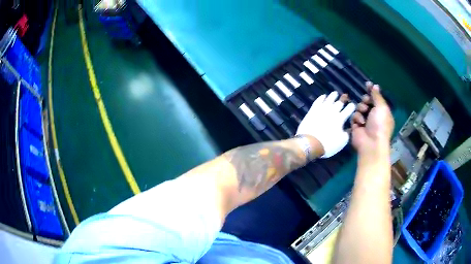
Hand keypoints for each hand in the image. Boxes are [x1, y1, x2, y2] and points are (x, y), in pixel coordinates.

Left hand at [296, 91, 354, 157]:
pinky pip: (318, 101)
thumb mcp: (341, 142)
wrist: (309, 143)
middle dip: (343, 99)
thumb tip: (347, 129)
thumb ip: (346, 134)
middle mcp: (332, 111)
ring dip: (333, 96)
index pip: (348, 110)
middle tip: (345, 96)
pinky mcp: (312, 110)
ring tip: (335, 93)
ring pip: (329, 99)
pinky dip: (321, 97)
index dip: (351, 107)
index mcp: (340, 119)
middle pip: (339, 103)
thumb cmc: (328, 145)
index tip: (353, 105)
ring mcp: (321, 109)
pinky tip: (323, 96)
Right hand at [351, 82, 393, 155]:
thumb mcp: (381, 107)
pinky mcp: (357, 126)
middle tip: (367, 102)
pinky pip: (354, 116)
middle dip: (366, 100)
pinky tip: (360, 123)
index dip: (372, 91)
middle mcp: (374, 116)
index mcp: (383, 112)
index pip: (377, 98)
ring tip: (364, 113)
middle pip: (367, 101)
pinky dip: (357, 118)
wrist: (371, 143)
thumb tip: (375, 85)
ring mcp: (365, 121)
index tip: (367, 84)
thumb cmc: (380, 124)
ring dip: (361, 109)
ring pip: (359, 107)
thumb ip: (377, 95)